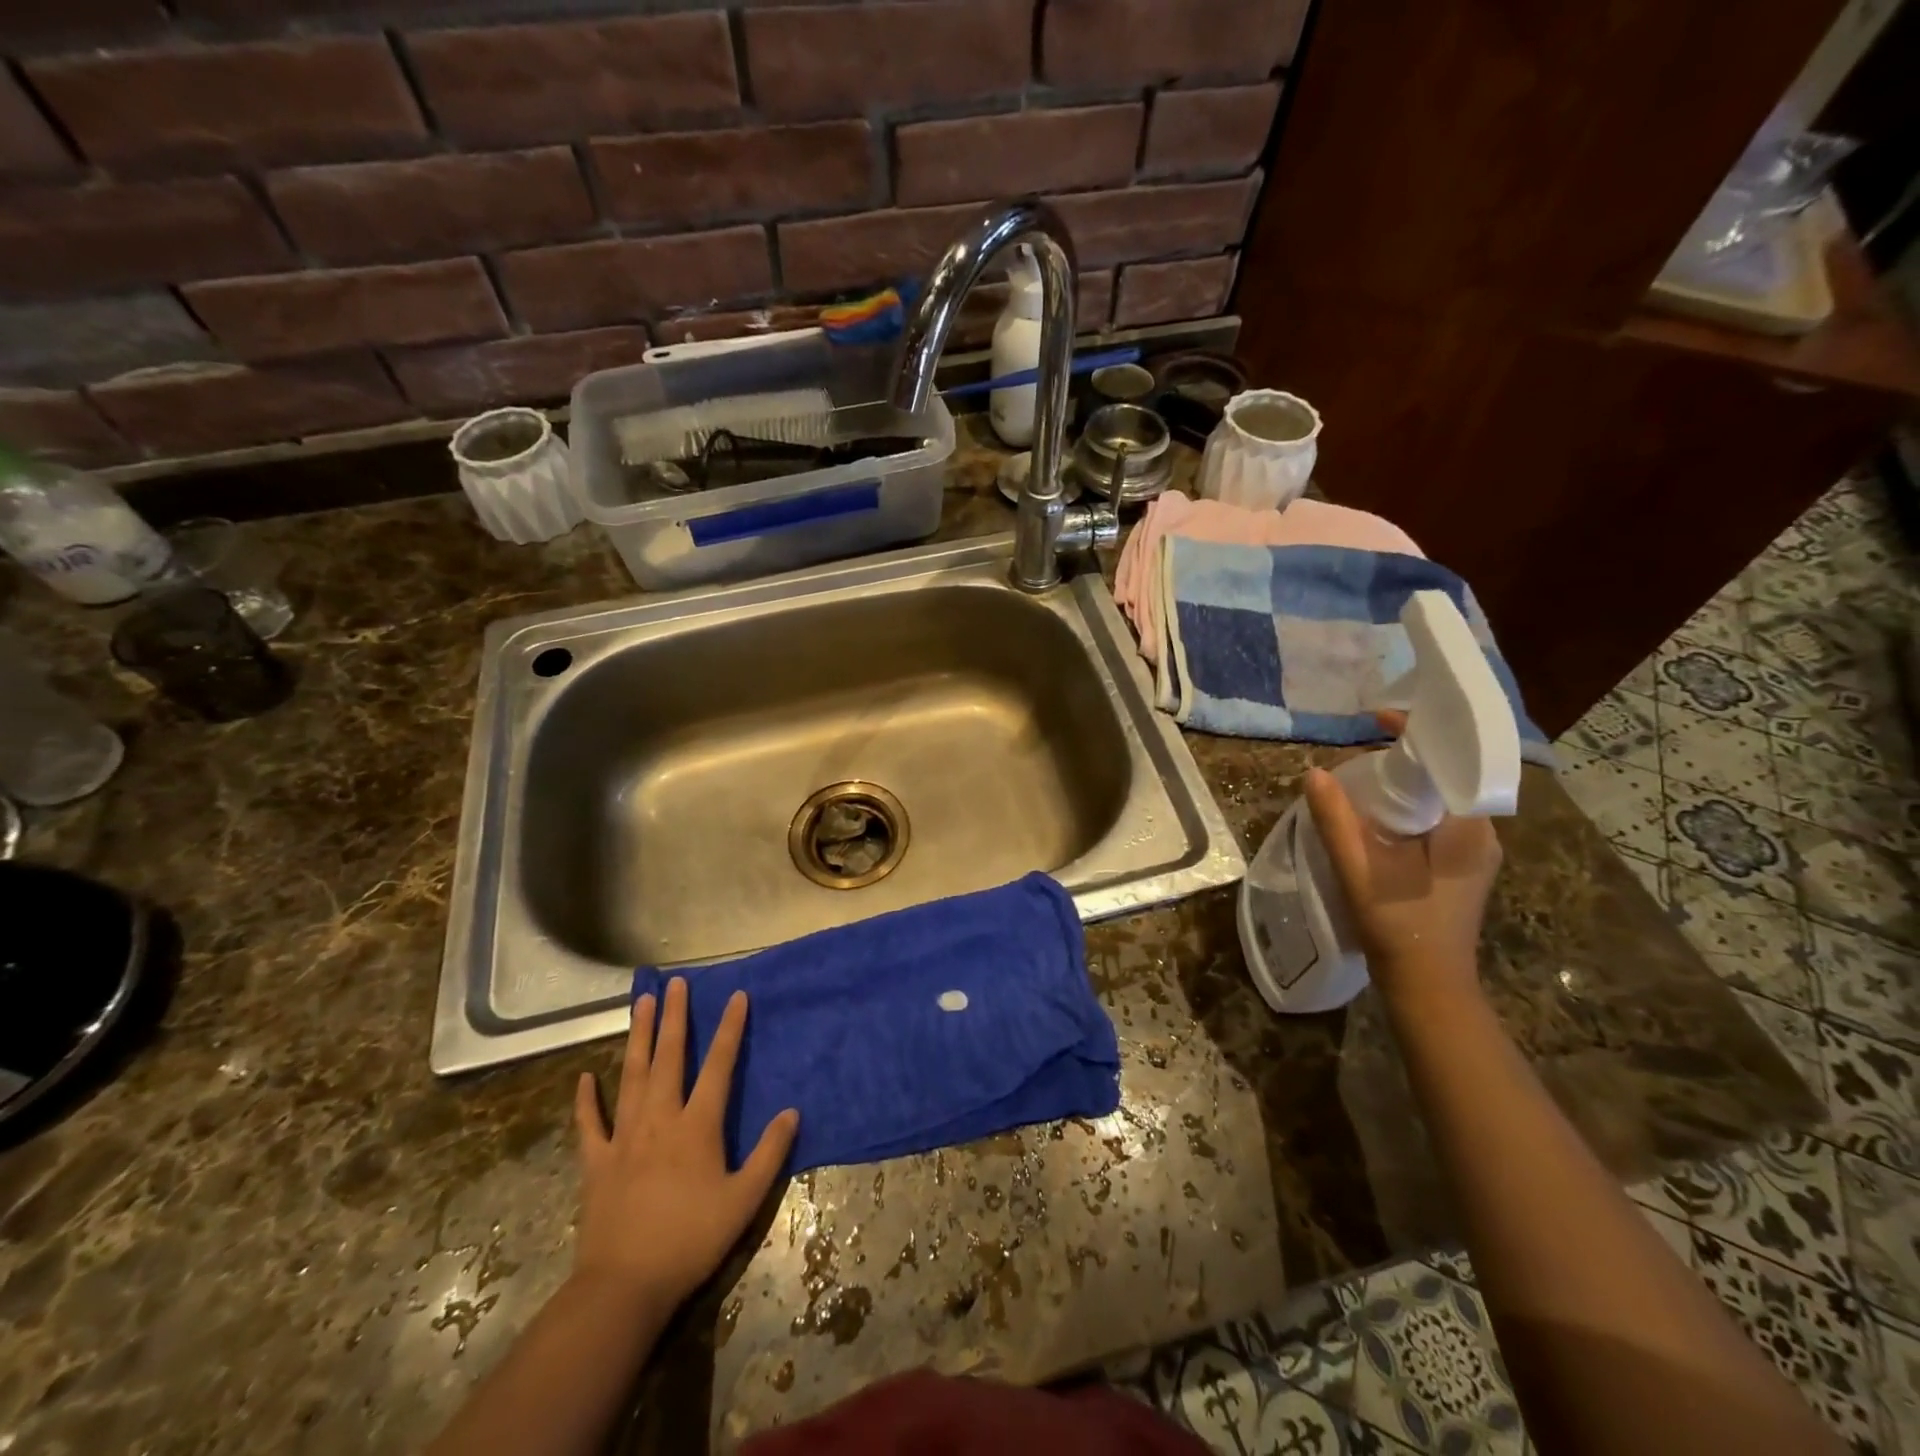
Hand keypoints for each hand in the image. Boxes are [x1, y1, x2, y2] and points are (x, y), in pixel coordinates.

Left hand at [572, 979, 798, 1310]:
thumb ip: (770, 1153)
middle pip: (669, 1058)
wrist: (624, 1286)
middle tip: (676, 984)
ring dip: (639, 1038)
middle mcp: (660, 1119)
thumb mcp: (744, 1200)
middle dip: (675, 1017)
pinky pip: (590, 1124)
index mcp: (697, 1126)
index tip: (736, 996)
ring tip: (642, 1004)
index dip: (730, 1029)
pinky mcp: (596, 1163)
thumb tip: (792, 1111)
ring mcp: (624, 1138)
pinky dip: (586, 1100)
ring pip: (632, 1077)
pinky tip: (584, 1078)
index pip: (719, 1066)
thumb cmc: (691, 1240)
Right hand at [1302, 713, 1500, 1013]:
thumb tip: (1314, 772)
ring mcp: (1473, 853)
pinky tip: (1375, 814)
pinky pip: (1436, 819)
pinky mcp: (1459, 867)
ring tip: (1362, 774)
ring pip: (1441, 799)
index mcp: (1469, 829)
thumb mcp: (1360, 871)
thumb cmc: (1400, 928)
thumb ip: (1337, 821)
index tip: (1379, 718)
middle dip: (1407, 756)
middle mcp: (1482, 835)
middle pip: (1447, 776)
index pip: (1454, 761)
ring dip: (1406, 782)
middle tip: (1362, 747)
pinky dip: (1407, 806)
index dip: (1419, 733)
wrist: (1428, 988)